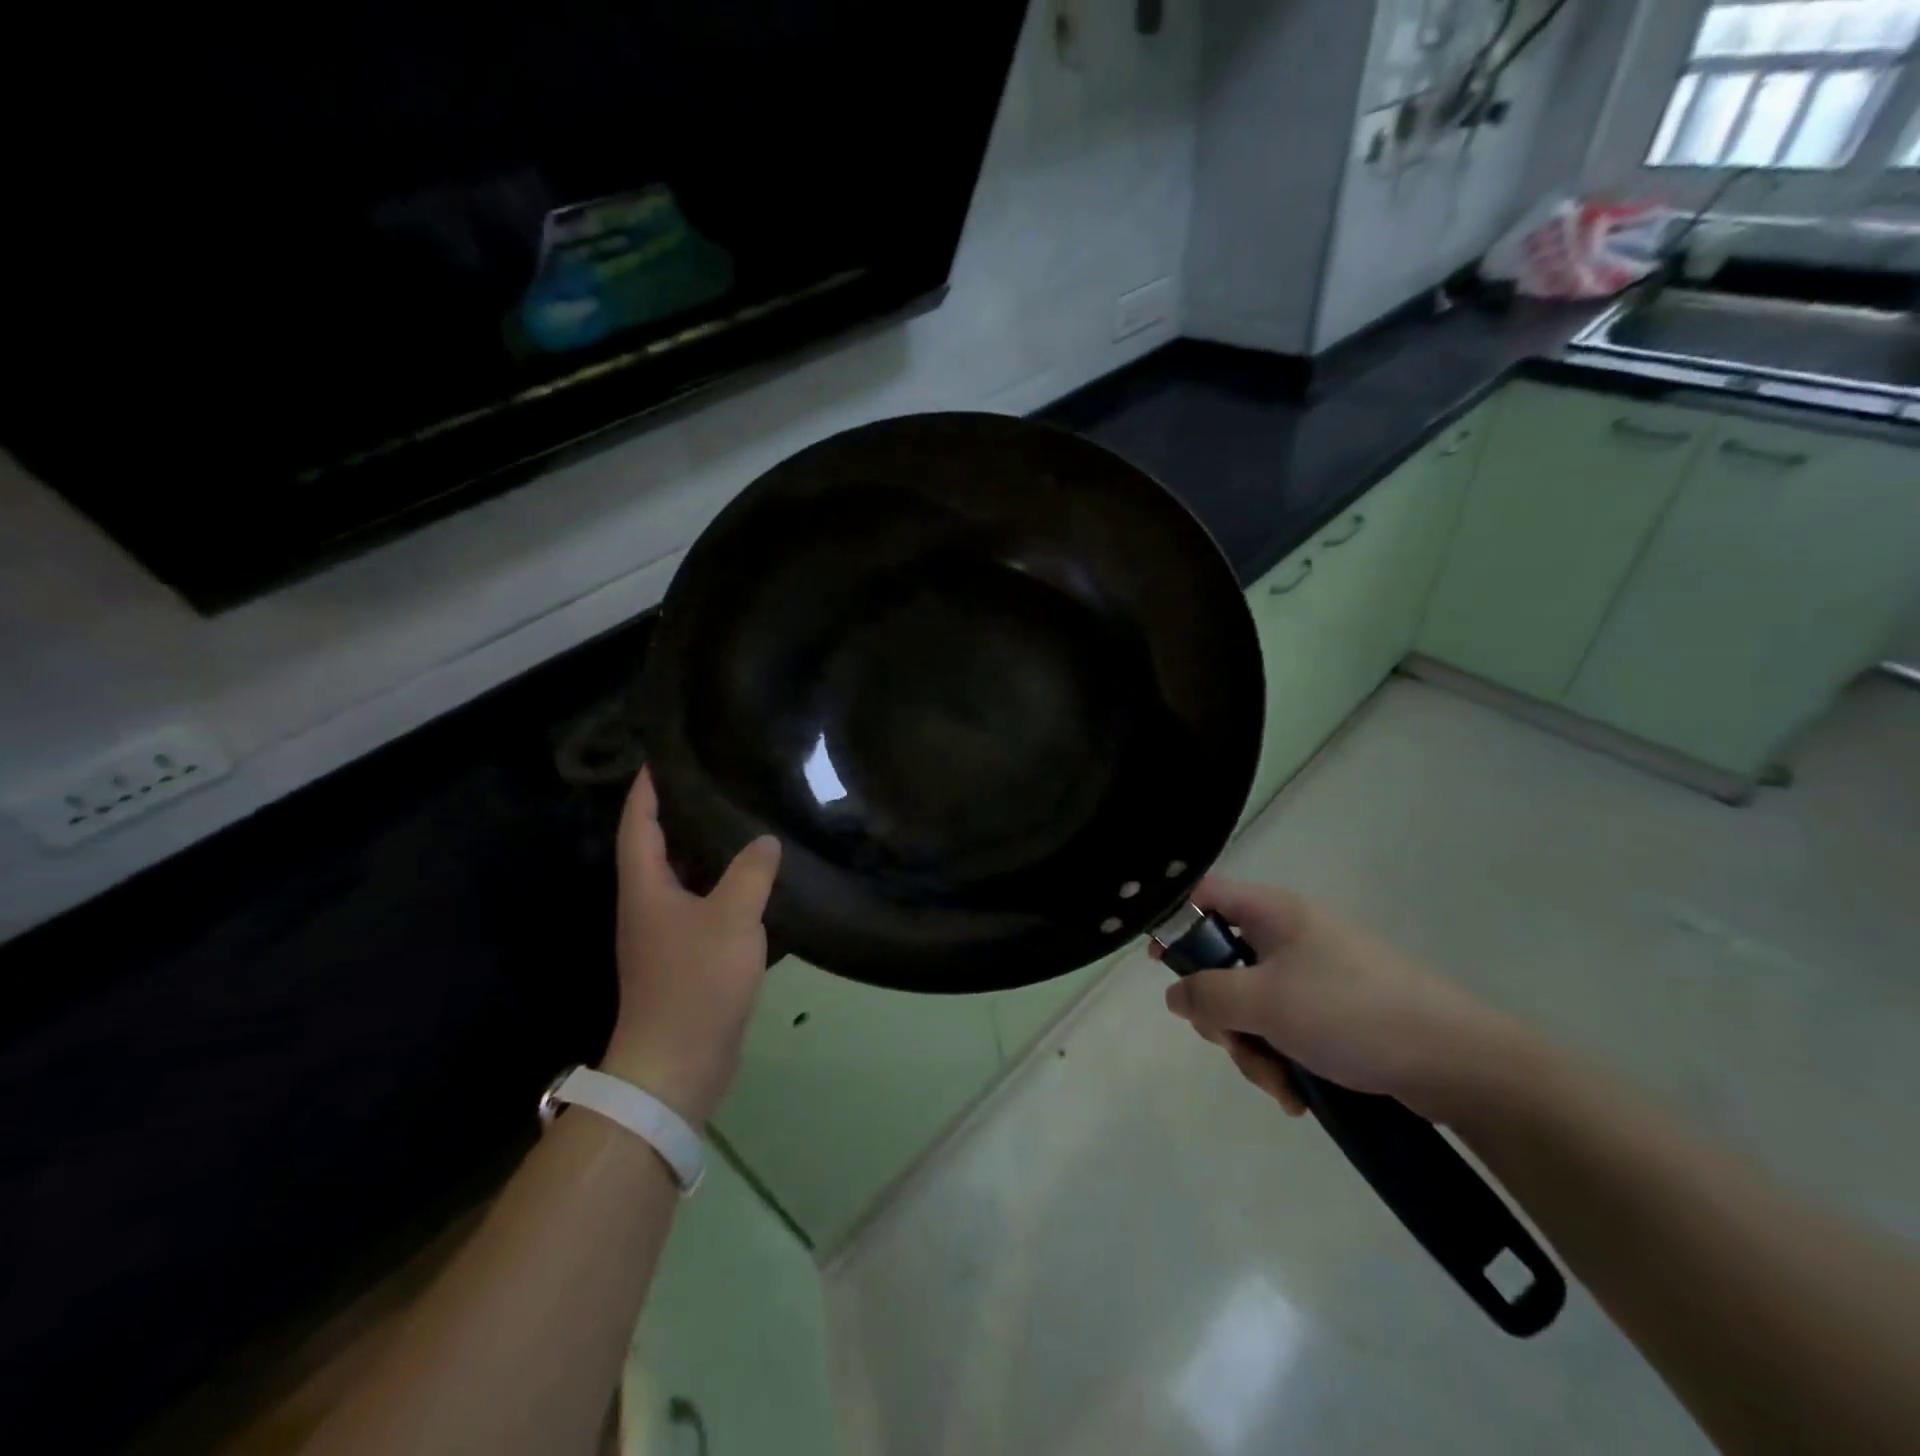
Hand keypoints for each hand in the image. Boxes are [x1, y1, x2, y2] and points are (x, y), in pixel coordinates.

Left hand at [601, 768, 781, 1126]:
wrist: (677, 1063)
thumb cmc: (696, 982)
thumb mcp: (732, 918)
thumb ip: (750, 873)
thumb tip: (765, 841)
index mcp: (646, 889)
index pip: (639, 826)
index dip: (647, 792)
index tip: (659, 760)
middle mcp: (648, 906)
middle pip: (657, 849)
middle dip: (678, 816)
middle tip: (713, 784)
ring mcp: (664, 936)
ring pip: (682, 880)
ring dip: (703, 853)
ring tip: (738, 823)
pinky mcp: (684, 960)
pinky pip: (701, 908)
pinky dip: (720, 888)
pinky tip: (752, 883)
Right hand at [1162, 878, 1524, 1122]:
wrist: (1459, 1062)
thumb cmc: (1351, 1013)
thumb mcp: (1265, 1002)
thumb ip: (1207, 994)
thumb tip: (1175, 994)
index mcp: (1272, 913)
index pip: (1205, 896)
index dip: (1176, 922)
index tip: (1163, 966)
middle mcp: (1289, 937)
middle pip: (1222, 963)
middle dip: (1222, 1014)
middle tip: (1235, 1042)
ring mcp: (1313, 977)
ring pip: (1251, 1006)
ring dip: (1253, 1049)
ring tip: (1281, 1085)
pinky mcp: (1334, 1014)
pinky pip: (1285, 1031)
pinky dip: (1282, 1061)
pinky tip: (1299, 1095)